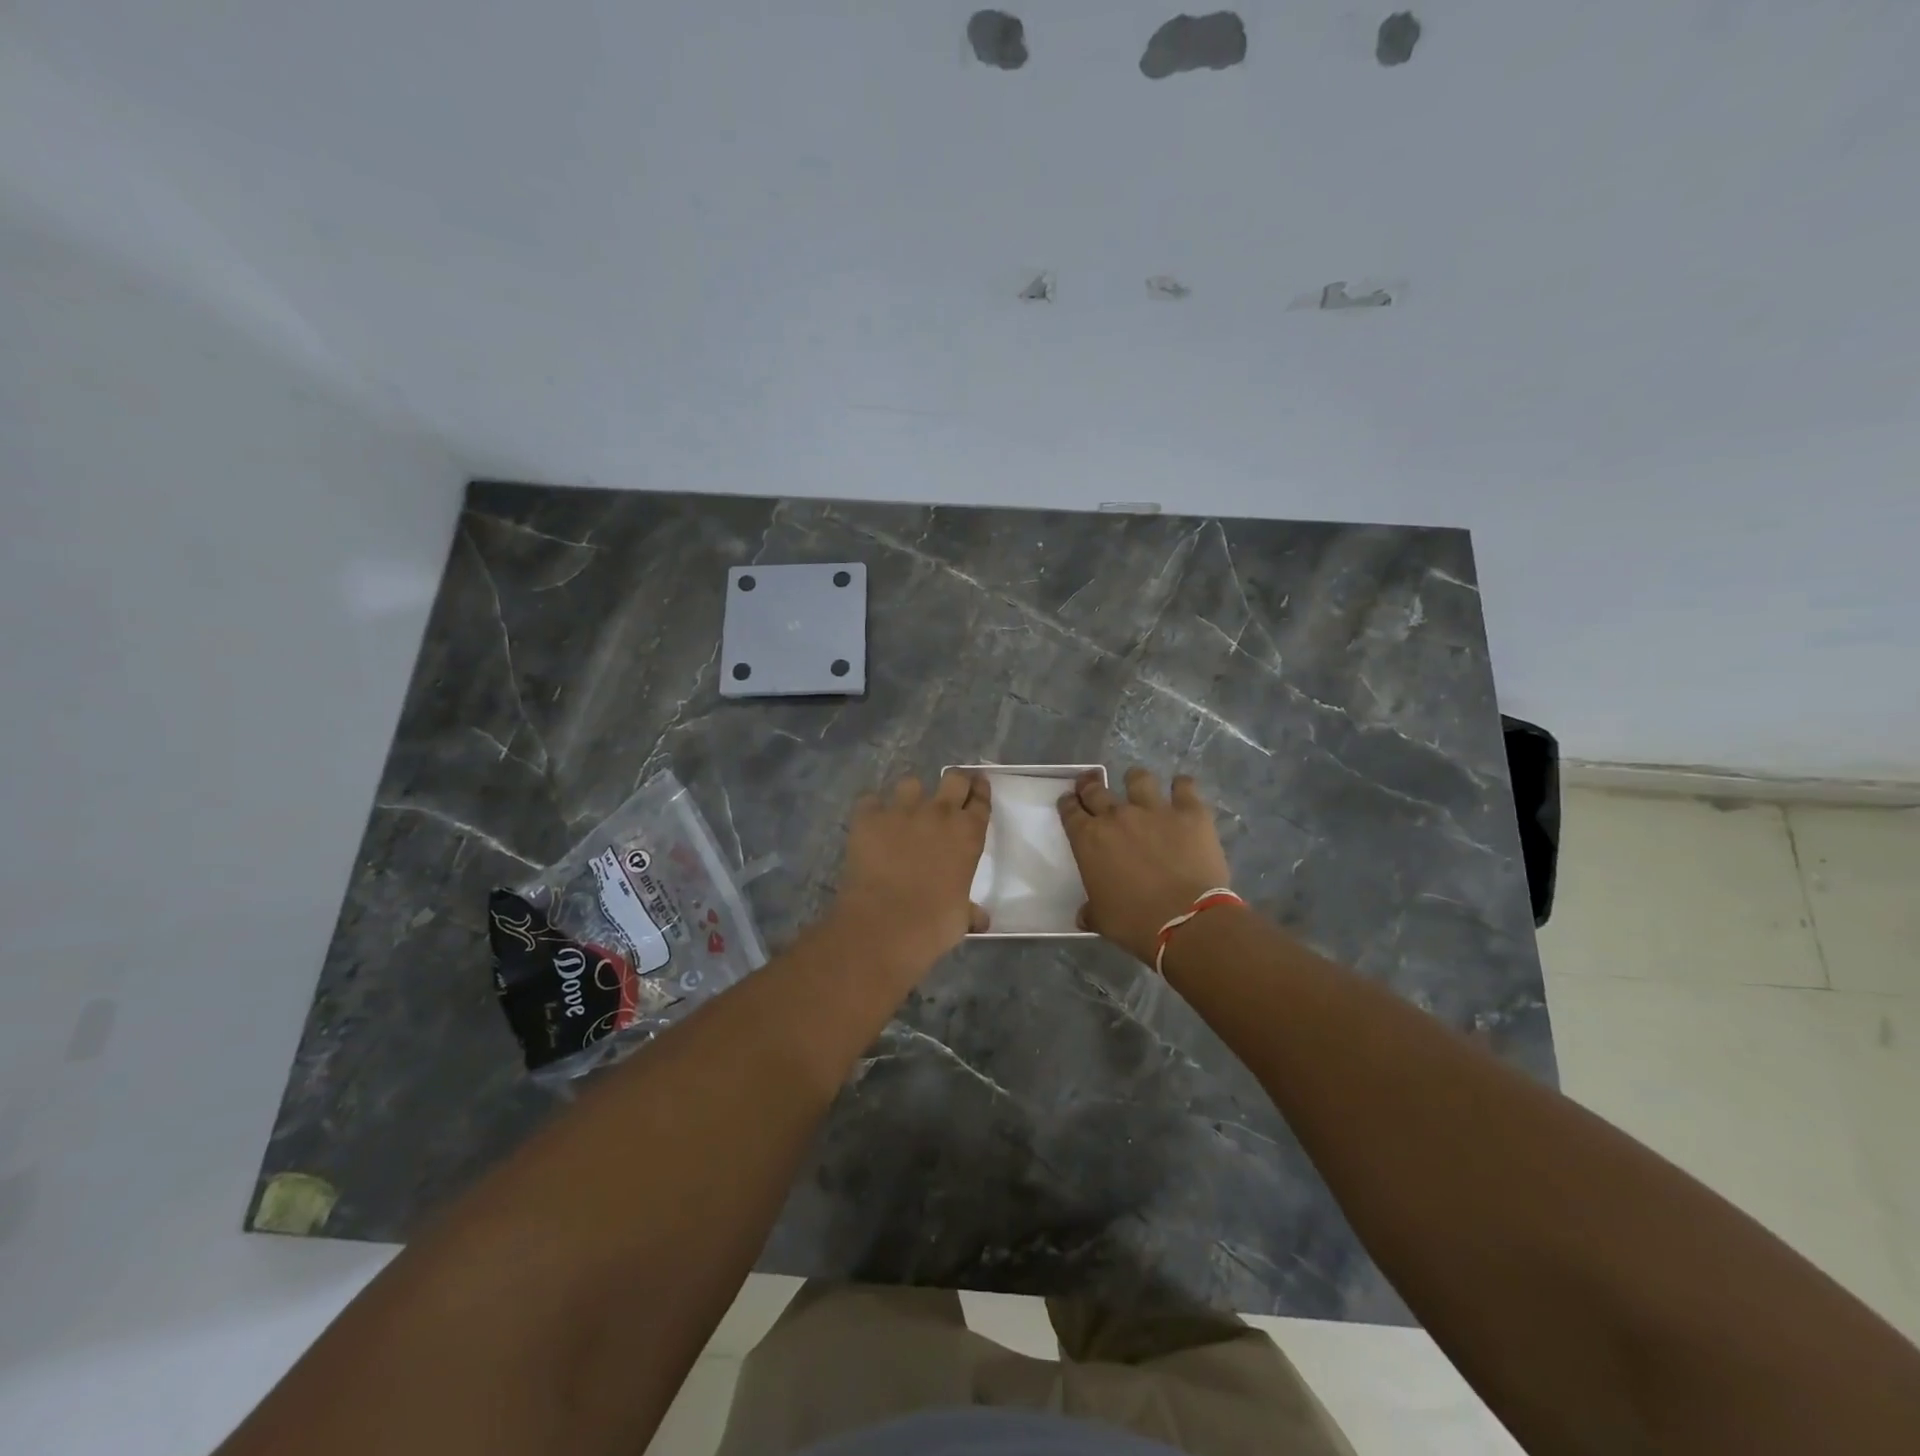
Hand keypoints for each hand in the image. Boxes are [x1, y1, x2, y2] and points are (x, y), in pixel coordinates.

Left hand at [830, 770, 991, 974]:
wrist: (886, 924)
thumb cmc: (935, 924)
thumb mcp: (961, 918)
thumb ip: (970, 911)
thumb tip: (980, 921)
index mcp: (968, 834)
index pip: (981, 800)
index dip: (980, 791)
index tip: (978, 786)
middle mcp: (939, 814)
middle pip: (953, 778)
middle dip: (954, 782)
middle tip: (950, 791)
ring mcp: (902, 811)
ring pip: (910, 783)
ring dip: (910, 795)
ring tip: (904, 811)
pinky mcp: (869, 817)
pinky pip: (869, 800)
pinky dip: (871, 810)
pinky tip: (870, 824)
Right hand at [1058, 766, 1233, 965]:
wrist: (1186, 921)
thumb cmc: (1135, 923)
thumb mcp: (1102, 920)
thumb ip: (1091, 910)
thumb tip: (1084, 915)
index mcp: (1089, 839)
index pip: (1070, 811)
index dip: (1068, 804)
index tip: (1069, 802)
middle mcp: (1117, 816)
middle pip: (1096, 789)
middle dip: (1090, 785)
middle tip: (1091, 785)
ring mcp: (1154, 809)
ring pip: (1138, 778)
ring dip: (1135, 780)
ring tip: (1138, 785)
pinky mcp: (1189, 812)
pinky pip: (1184, 786)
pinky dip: (1182, 786)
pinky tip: (1182, 789)